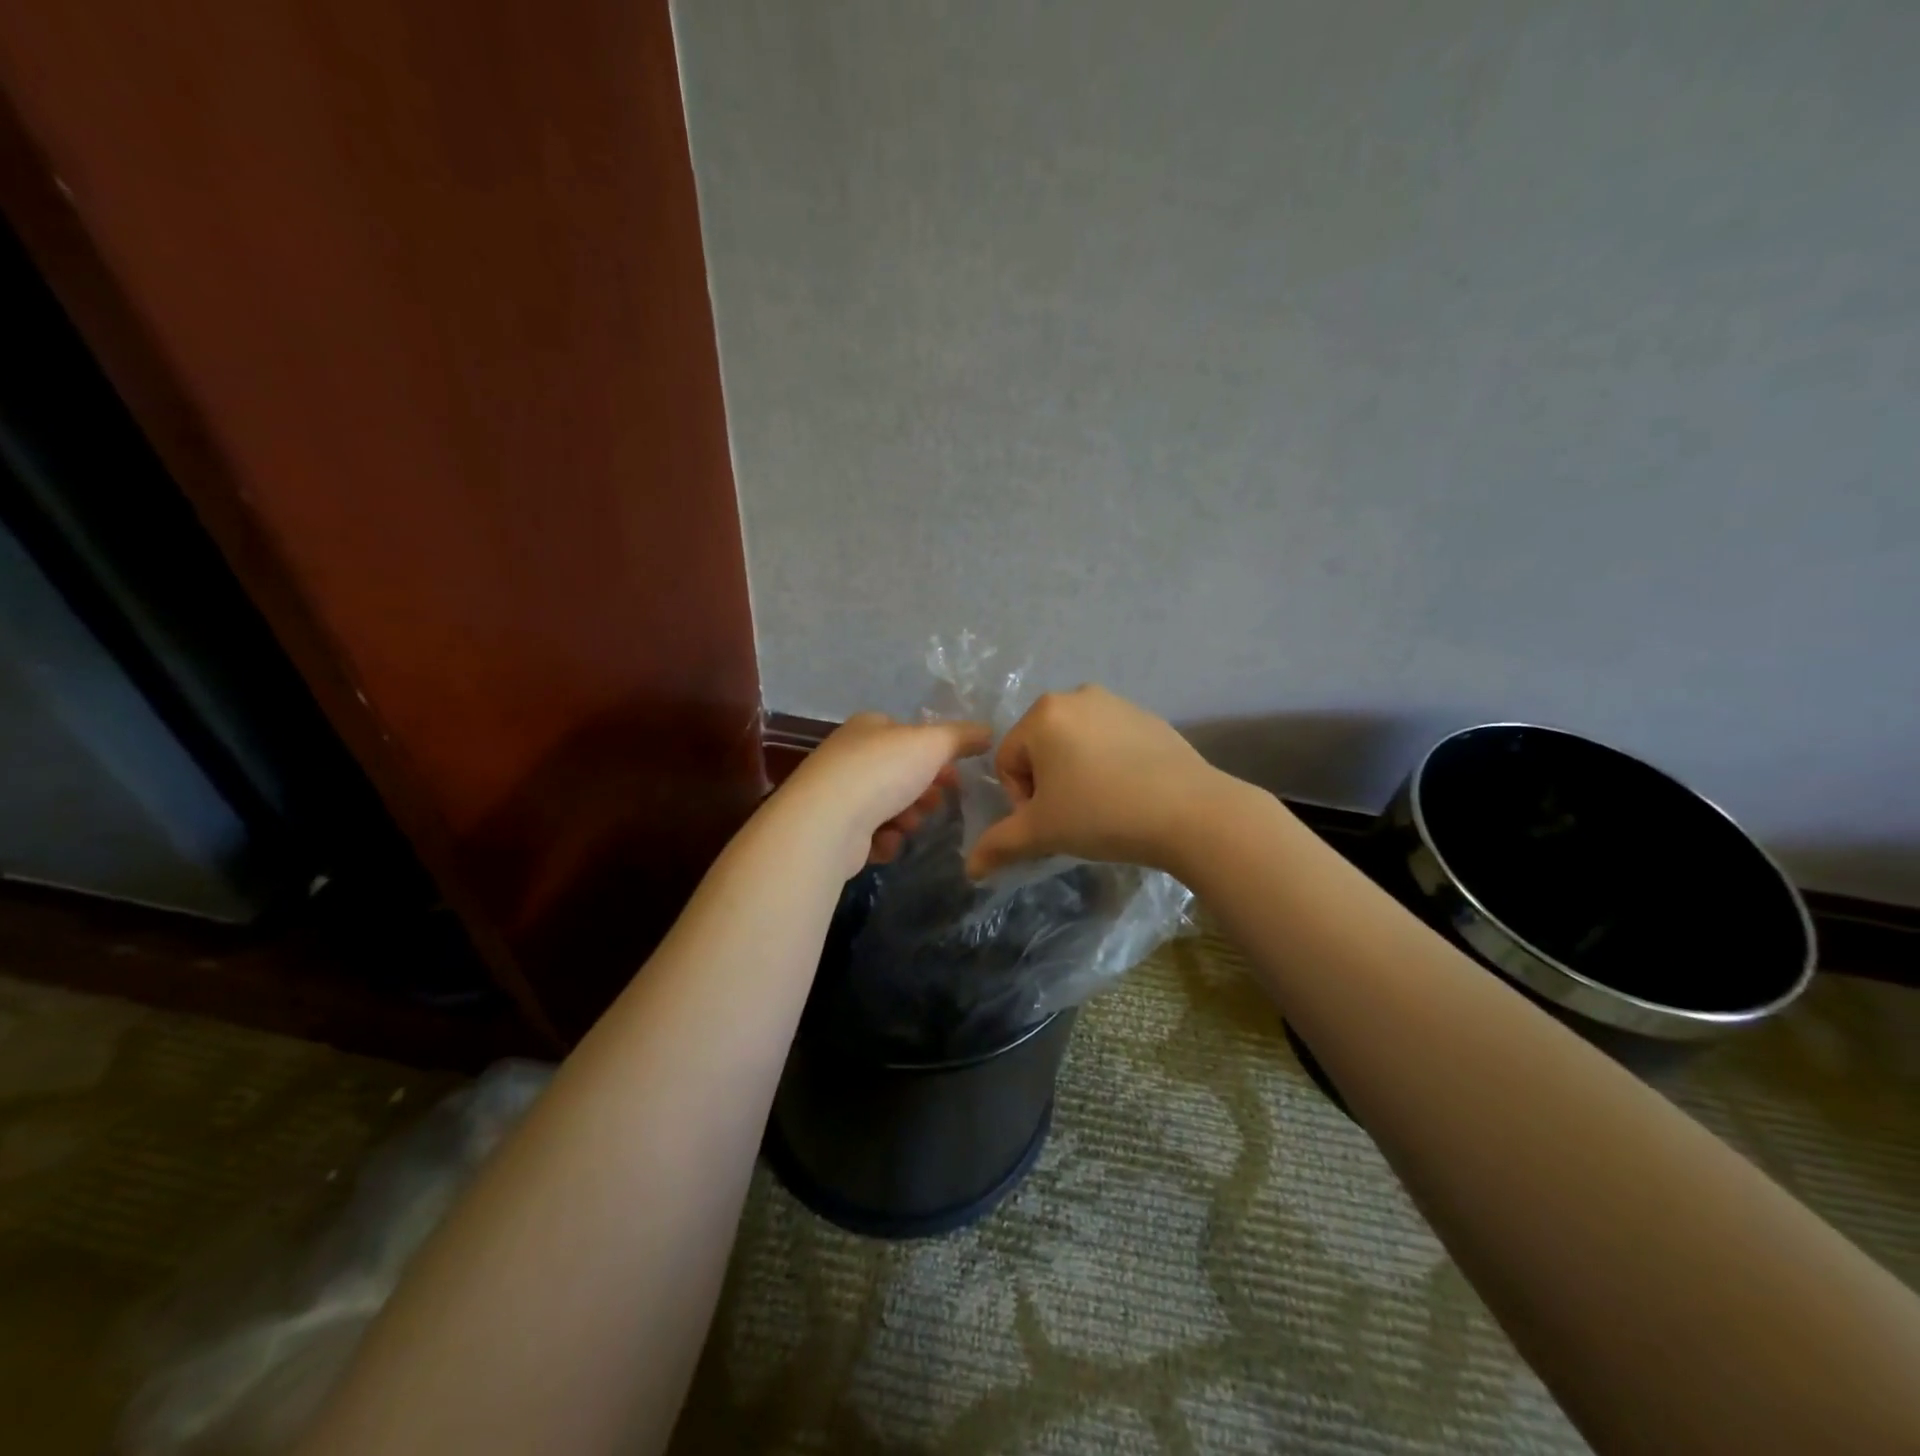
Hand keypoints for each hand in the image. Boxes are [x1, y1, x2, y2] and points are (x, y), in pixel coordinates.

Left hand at [777, 712, 991, 877]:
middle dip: (923, 792)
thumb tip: (988, 731)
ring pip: (888, 806)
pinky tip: (885, 843)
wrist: (827, 822)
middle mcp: (849, 756)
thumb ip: (962, 737)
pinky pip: (870, 835)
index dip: (935, 755)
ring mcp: (838, 794)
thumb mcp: (932, 743)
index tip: (955, 775)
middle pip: (900, 773)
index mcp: (869, 727)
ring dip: (906, 818)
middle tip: (933, 803)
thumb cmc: (882, 771)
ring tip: (907, 825)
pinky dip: (884, 841)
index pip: (907, 735)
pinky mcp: (833, 830)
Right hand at [965, 686, 1230, 879]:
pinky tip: (1129, 793)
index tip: (1050, 822)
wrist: (1191, 812)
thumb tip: (969, 868)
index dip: (1021, 799)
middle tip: (1073, 816)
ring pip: (1075, 744)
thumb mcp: (1042, 832)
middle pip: (1040, 748)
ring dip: (1076, 774)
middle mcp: (1076, 695)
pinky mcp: (1148, 717)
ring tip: (1102, 806)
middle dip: (1047, 784)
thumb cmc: (1102, 815)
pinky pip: (1110, 742)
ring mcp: (1116, 702)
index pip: (1007, 761)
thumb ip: (998, 845)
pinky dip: (1108, 765)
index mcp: (1043, 713)